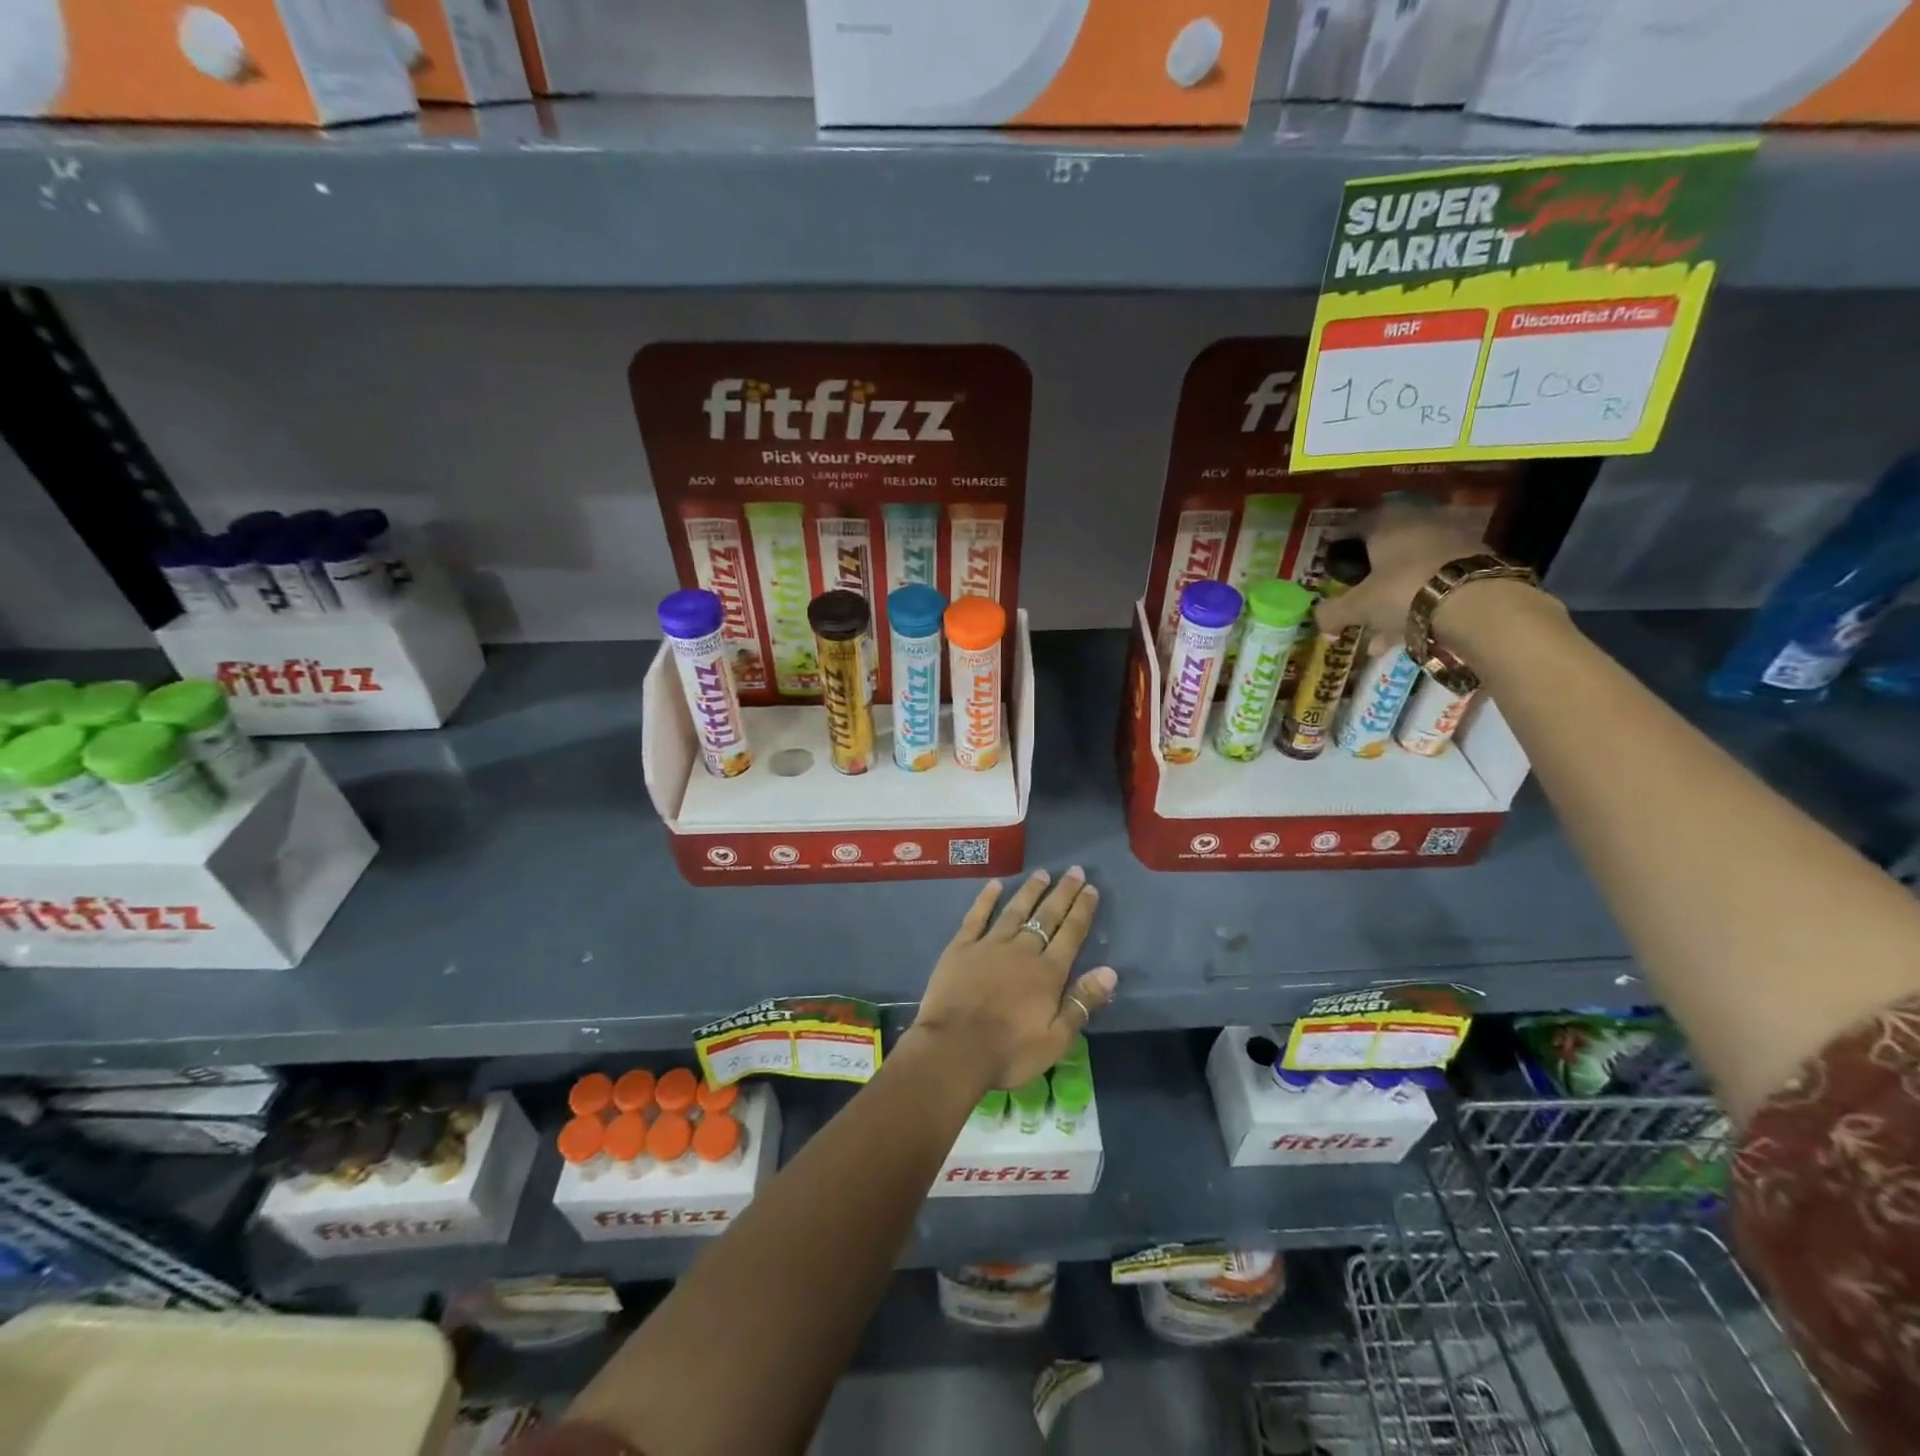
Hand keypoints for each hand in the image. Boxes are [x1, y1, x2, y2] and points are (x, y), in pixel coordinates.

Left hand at [910, 868, 1117, 1093]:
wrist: (953, 1049)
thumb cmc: (1008, 1052)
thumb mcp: (1055, 1040)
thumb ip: (1082, 1003)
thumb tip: (1110, 971)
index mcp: (1047, 973)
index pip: (1071, 934)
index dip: (1082, 910)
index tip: (1091, 888)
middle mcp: (1022, 951)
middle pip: (1047, 916)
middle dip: (1063, 893)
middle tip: (1074, 870)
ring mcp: (990, 945)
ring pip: (1015, 911)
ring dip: (1030, 891)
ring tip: (1042, 873)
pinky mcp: (961, 947)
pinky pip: (977, 916)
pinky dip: (986, 899)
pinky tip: (995, 885)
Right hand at [1313, 500, 1490, 644]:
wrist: (1477, 602)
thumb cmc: (1403, 592)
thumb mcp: (1357, 607)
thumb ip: (1332, 613)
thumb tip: (1320, 622)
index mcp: (1386, 524)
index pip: (1356, 525)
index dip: (1342, 544)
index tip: (1334, 564)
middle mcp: (1419, 523)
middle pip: (1387, 550)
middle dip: (1371, 578)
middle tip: (1358, 601)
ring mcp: (1451, 541)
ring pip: (1411, 570)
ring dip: (1394, 598)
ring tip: (1380, 634)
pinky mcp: (1475, 564)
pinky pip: (1434, 583)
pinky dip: (1419, 604)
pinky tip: (1407, 634)